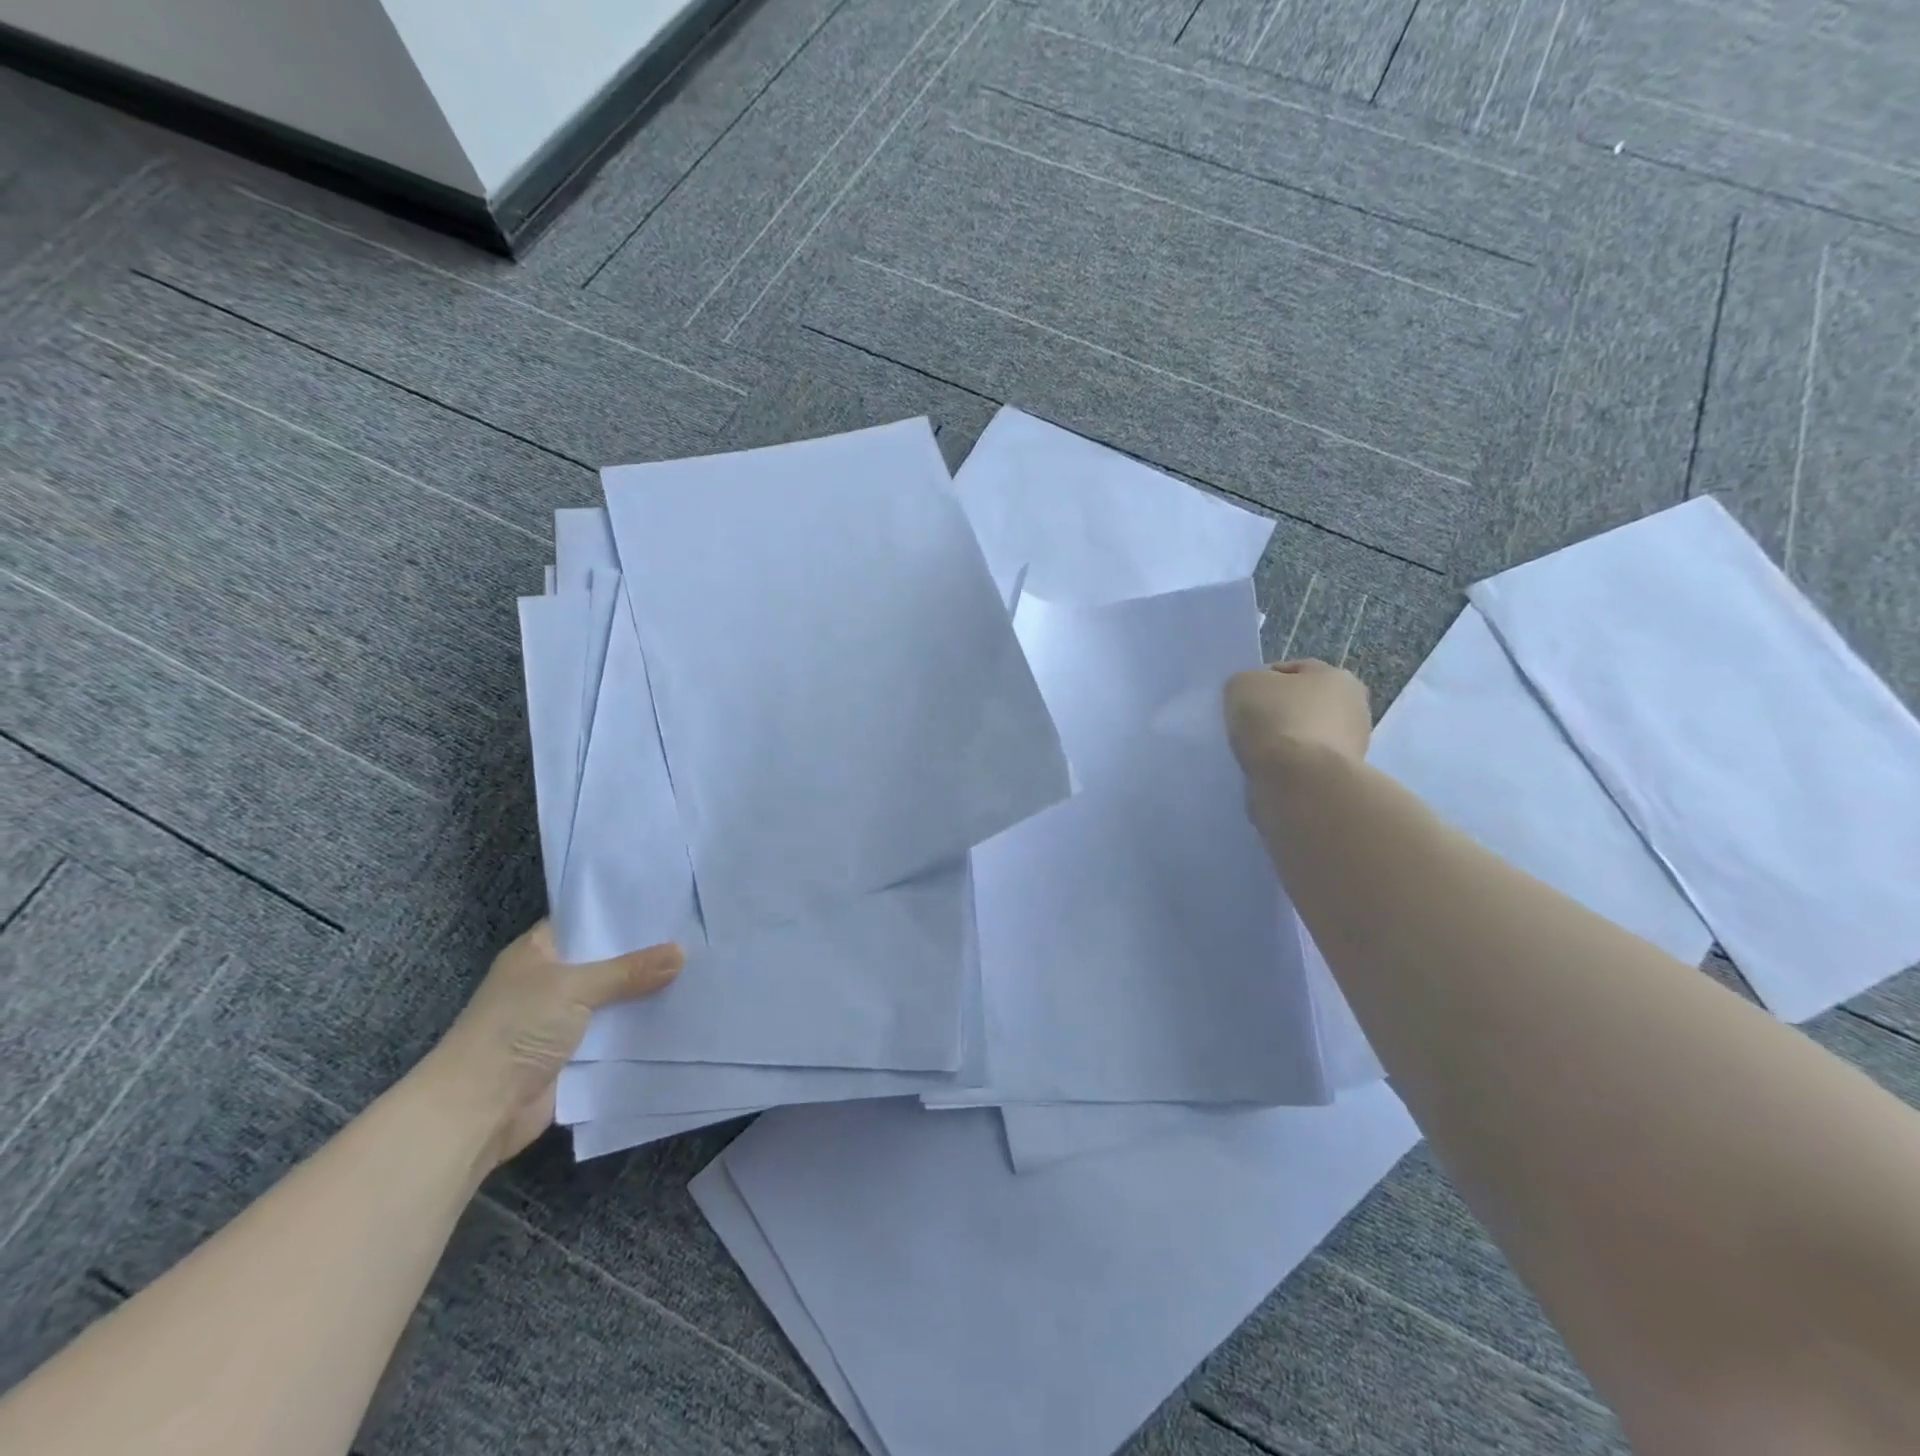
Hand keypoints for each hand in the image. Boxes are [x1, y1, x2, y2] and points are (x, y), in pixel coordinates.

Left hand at [421, 921, 683, 1171]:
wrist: (477, 1110)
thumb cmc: (516, 1030)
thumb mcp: (574, 987)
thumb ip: (629, 970)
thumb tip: (682, 952)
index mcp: (538, 951)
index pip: (586, 920)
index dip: (623, 913)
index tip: (668, 903)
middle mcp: (550, 981)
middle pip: (606, 960)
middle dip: (644, 954)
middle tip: (695, 934)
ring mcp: (561, 1020)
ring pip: (614, 998)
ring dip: (646, 993)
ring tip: (699, 970)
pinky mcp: (575, 1055)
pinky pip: (615, 1034)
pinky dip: (640, 1028)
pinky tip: (680, 1014)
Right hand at [1224, 659, 1372, 778]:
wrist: (1299, 782)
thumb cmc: (1276, 720)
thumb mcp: (1242, 684)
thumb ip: (1246, 683)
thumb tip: (1252, 696)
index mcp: (1338, 677)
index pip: (1294, 670)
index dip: (1263, 680)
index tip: (1241, 699)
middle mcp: (1354, 709)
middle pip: (1303, 705)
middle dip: (1277, 714)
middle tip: (1246, 726)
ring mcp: (1351, 748)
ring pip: (1303, 738)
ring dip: (1282, 744)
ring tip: (1255, 754)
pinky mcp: (1338, 779)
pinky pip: (1304, 767)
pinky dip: (1287, 769)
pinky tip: (1267, 772)